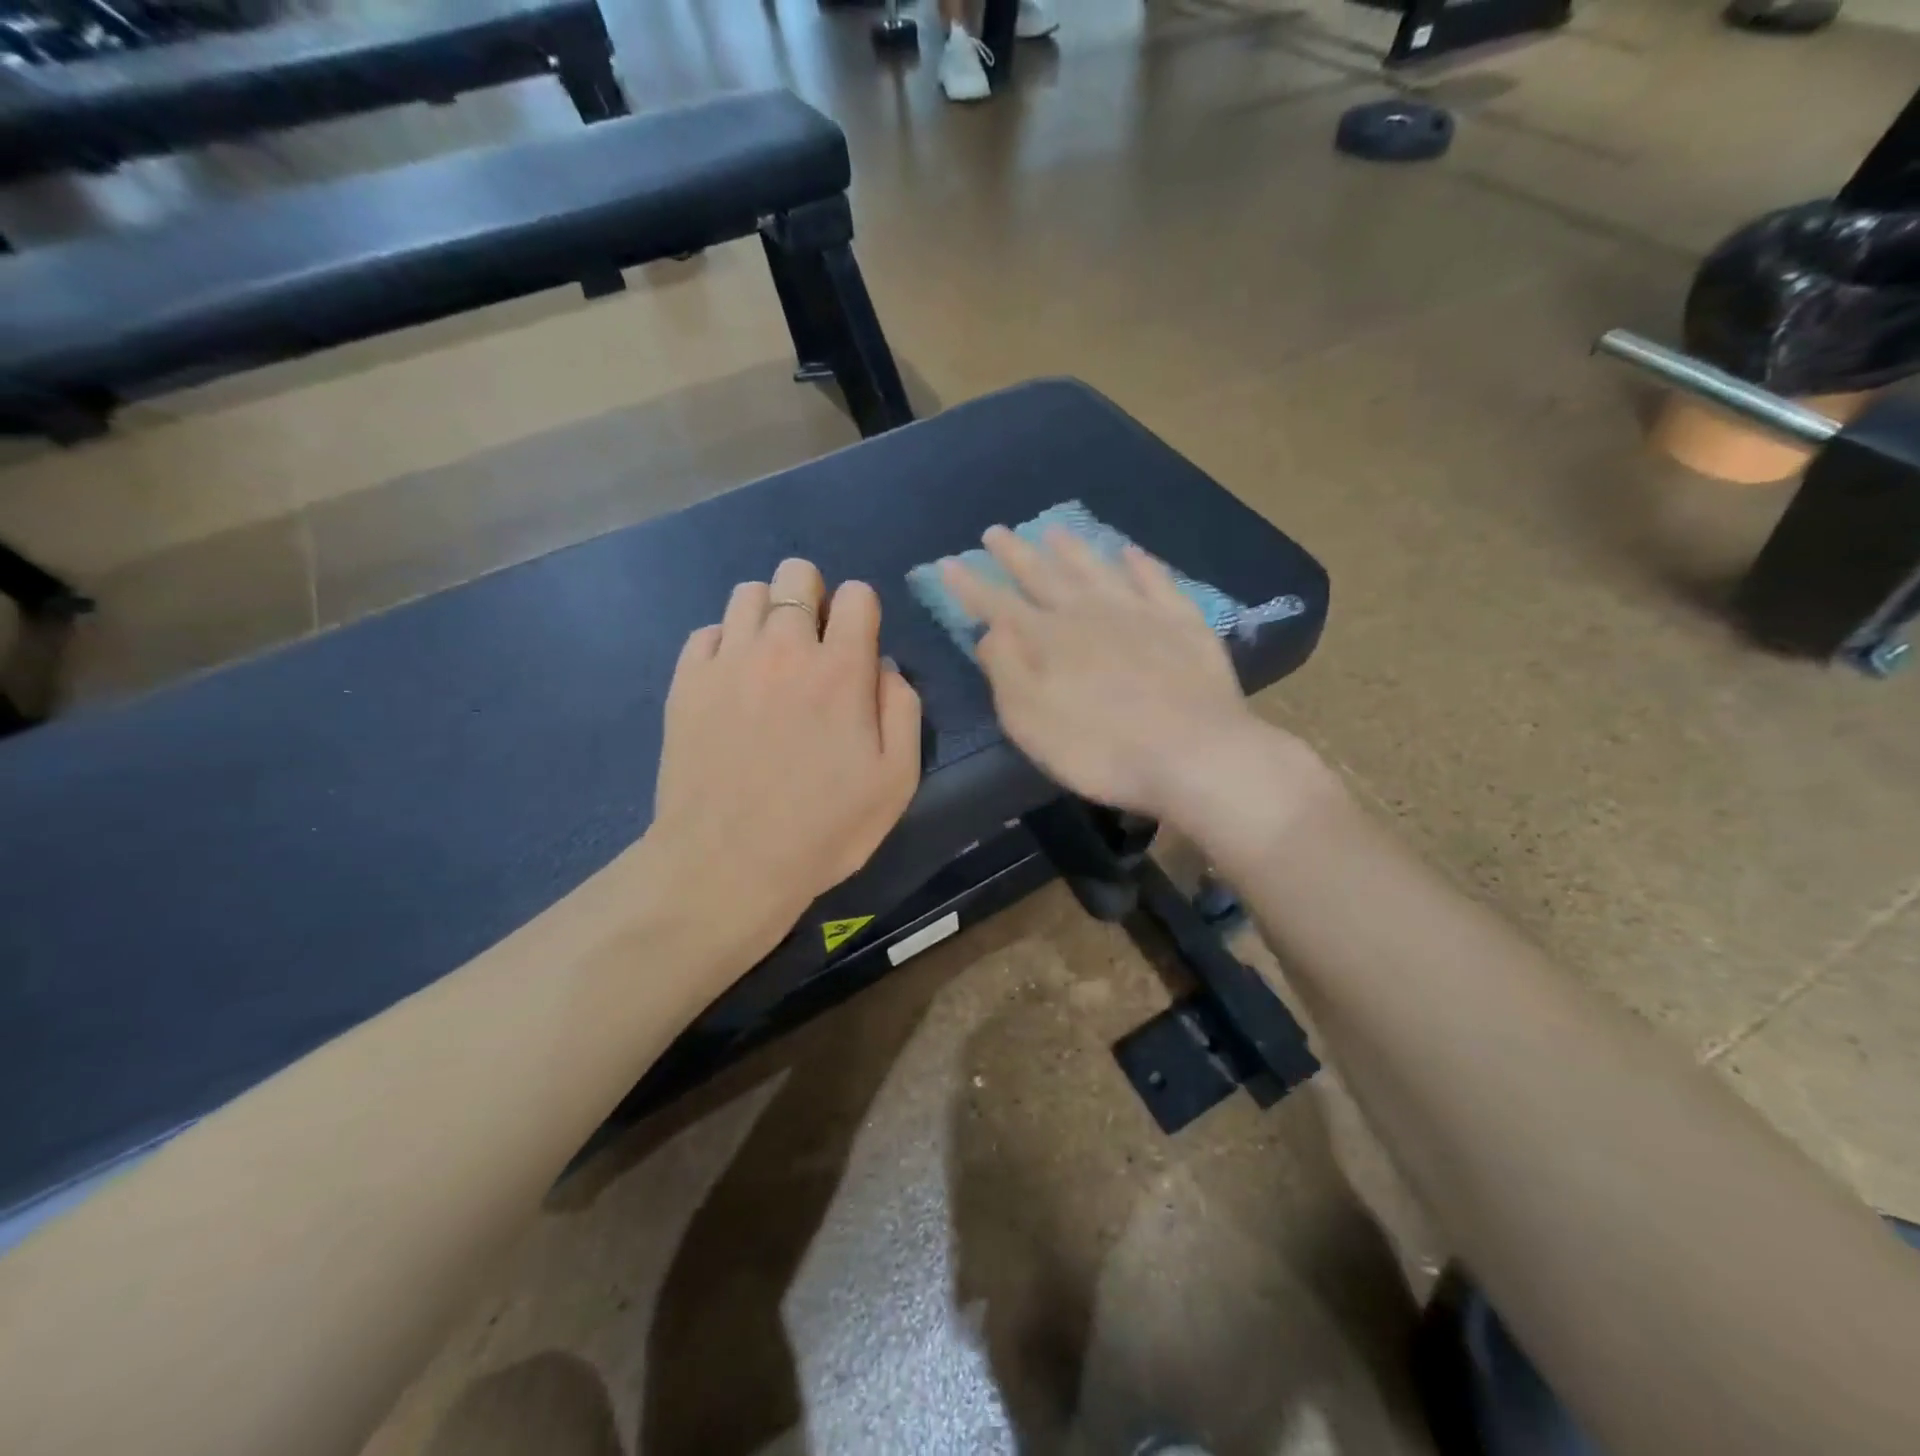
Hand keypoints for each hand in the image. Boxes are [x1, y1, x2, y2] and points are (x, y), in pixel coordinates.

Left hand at [642, 558, 921, 973]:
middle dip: (813, 596)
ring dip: (769, 614)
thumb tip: (883, 666)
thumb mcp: (897, 780)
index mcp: (841, 670)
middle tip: (814, 643)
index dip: (863, 612)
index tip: (857, 645)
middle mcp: (784, 649)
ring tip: (771, 658)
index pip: (857, 595)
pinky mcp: (686, 682)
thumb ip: (903, 709)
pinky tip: (732, 682)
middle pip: (797, 574)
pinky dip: (725, 644)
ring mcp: (728, 661)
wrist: (727, 864)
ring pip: (748, 593)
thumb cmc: (824, 828)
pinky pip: (707, 632)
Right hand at [941, 526, 1262, 819]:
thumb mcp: (1032, 721)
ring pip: (1097, 570)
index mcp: (1048, 640)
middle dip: (1016, 555)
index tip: (948, 563)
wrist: (1194, 754)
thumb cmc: (1101, 749)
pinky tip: (1131, 552)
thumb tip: (990, 631)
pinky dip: (1141, 564)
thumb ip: (1006, 671)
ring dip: (1073, 550)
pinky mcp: (1182, 623)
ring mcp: (1139, 613)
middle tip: (996, 532)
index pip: (999, 605)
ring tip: (1054, 530)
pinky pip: (1156, 581)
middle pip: (1044, 577)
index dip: (971, 586)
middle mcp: (1089, 614)